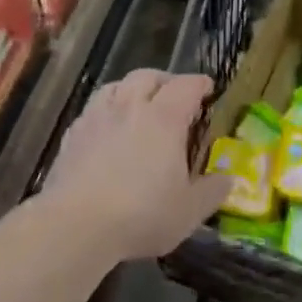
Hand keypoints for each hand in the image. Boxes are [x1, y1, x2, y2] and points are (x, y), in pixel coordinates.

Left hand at [44, 69, 225, 260]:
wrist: (76, 225)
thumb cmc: (142, 214)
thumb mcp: (189, 210)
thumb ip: (212, 191)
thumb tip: (229, 179)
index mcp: (164, 118)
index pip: (186, 86)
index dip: (199, 84)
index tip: (208, 87)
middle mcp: (130, 107)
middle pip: (147, 76)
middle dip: (165, 80)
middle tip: (174, 95)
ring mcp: (97, 117)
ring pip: (115, 86)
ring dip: (131, 89)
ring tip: (138, 105)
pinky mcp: (72, 135)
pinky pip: (93, 109)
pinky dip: (106, 111)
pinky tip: (107, 130)